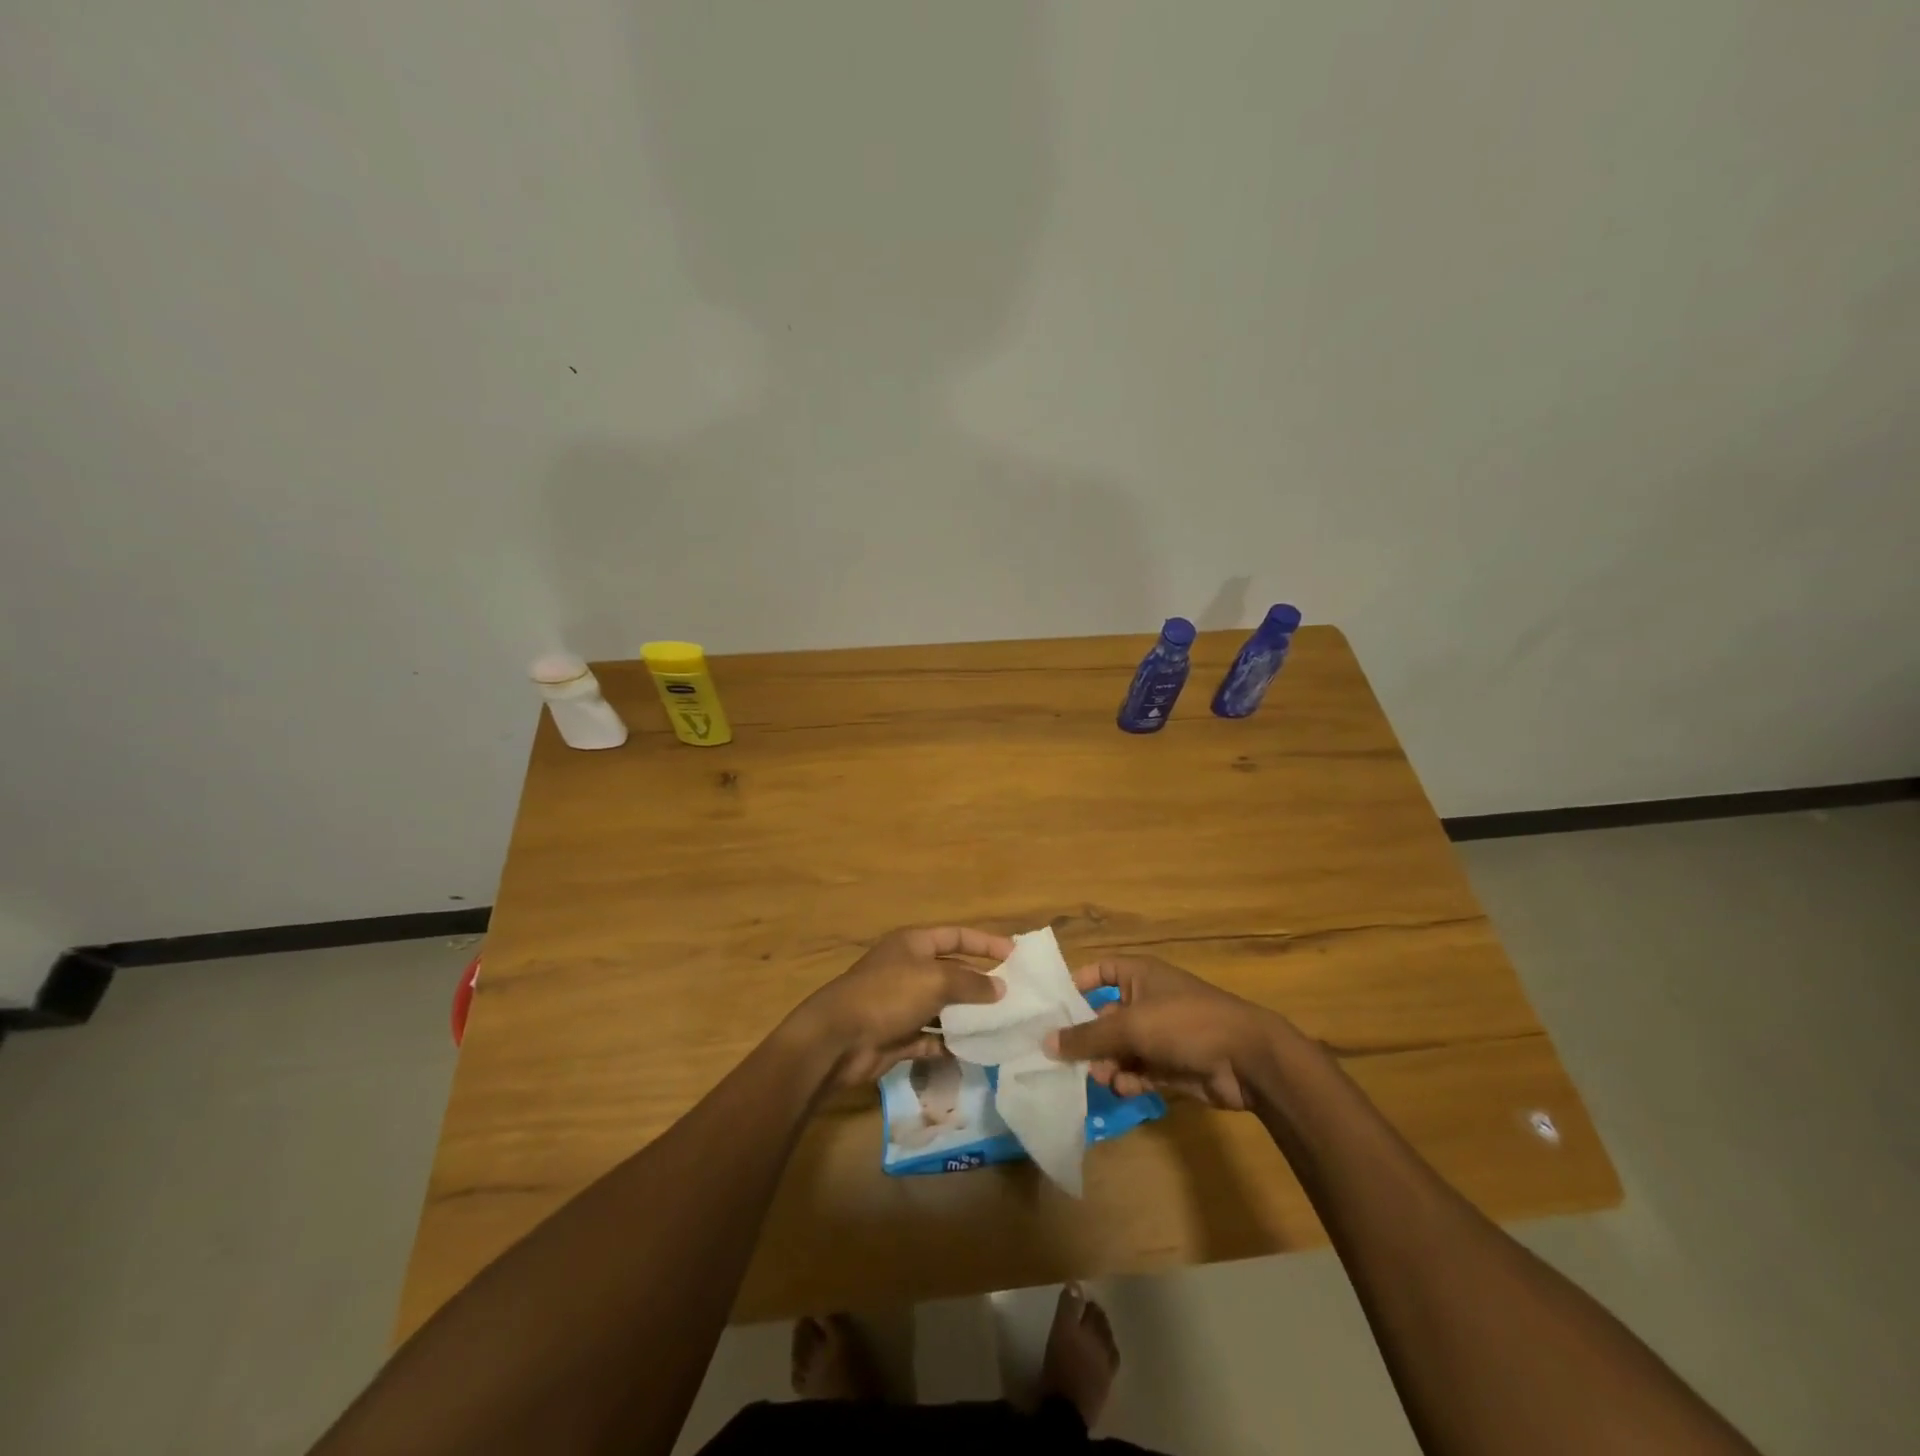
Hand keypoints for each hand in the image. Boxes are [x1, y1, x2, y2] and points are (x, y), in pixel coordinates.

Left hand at [788, 926, 1009, 1087]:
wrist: (838, 1038)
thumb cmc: (888, 995)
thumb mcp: (935, 980)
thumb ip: (971, 982)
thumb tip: (1000, 988)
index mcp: (913, 944)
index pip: (956, 936)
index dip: (985, 943)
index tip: (1015, 955)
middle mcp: (908, 969)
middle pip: (952, 972)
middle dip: (980, 983)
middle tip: (1014, 997)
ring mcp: (902, 1004)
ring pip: (943, 1007)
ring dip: (967, 1016)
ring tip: (1001, 1026)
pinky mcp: (898, 1036)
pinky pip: (931, 1038)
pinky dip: (949, 1044)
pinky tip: (972, 1051)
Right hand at [1045, 955, 1288, 1110]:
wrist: (1247, 1059)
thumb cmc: (1184, 1023)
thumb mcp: (1131, 1025)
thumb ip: (1087, 1036)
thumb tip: (1046, 1043)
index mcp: (1140, 975)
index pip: (1100, 970)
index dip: (1077, 984)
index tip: (1053, 1008)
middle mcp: (1148, 1000)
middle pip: (1105, 1016)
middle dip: (1089, 1039)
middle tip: (1071, 1059)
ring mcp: (1161, 1034)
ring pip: (1121, 1048)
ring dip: (1108, 1063)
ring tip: (1103, 1078)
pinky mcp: (1172, 1065)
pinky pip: (1139, 1070)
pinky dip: (1129, 1079)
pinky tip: (1125, 1088)